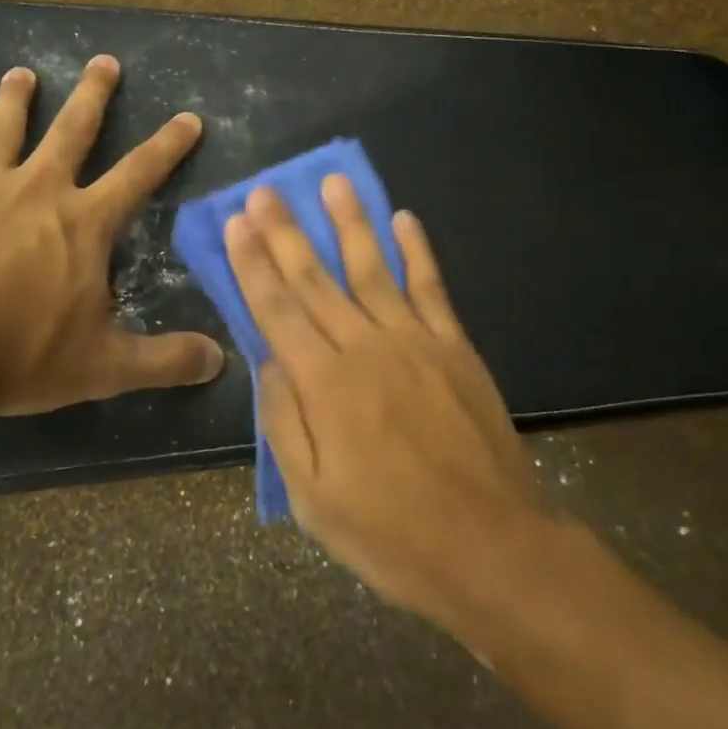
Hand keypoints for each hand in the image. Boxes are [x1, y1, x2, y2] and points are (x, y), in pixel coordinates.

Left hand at [0, 55, 224, 433]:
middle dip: (93, 94)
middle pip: (72, 129)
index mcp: (84, 221)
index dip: (169, 145)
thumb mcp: (105, 365)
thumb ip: (165, 360)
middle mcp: (37, 190)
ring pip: (1, 132)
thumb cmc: (21, 352)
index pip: (140, 172)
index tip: (188, 117)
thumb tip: (220, 361)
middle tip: (103, 60)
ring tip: (20, 73)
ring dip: (12, 100)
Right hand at [223, 177, 542, 629]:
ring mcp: (415, 342)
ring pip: (373, 268)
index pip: (277, 309)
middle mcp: (365, 348)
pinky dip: (418, 251)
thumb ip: (285, 421)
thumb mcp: (312, 498)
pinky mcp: (455, 348)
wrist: (490, 548)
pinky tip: (404, 218)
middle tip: (265, 190)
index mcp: (324, 385)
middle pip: (316, 279)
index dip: (253, 263)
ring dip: (350, 222)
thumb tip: (268, 359)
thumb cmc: (390, 534)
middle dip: (286, 232)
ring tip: (333, 181)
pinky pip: (432, 289)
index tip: (237, 222)